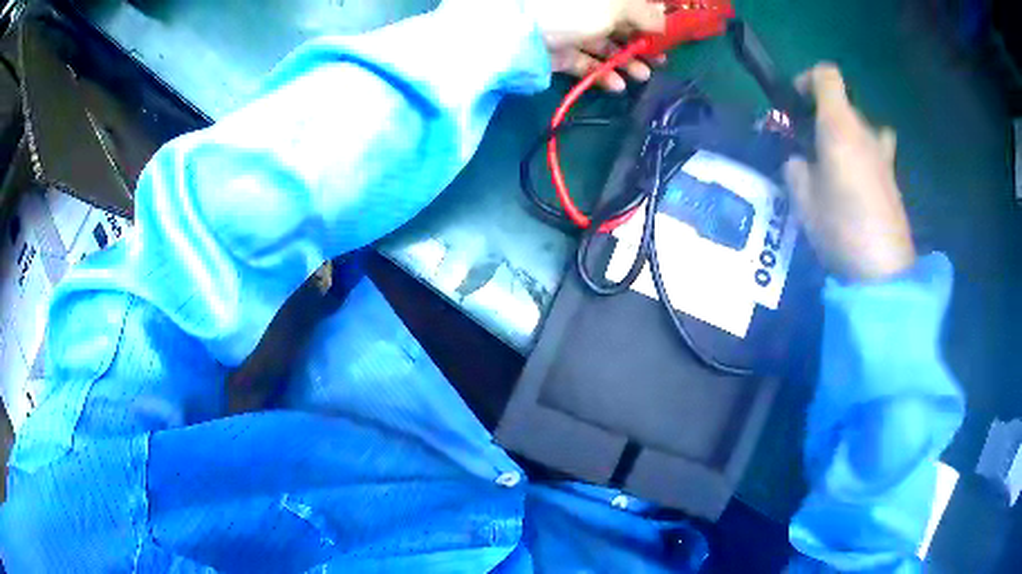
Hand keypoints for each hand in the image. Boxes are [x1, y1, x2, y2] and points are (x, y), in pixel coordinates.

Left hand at [524, 0, 666, 91]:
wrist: (522, 30)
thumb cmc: (577, 8)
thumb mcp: (618, 5)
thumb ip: (645, 15)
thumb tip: (663, 22)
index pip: (631, 6)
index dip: (651, 20)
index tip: (668, 38)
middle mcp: (588, 9)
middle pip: (621, 27)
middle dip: (643, 44)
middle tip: (661, 62)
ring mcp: (572, 31)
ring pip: (605, 47)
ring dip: (627, 63)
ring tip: (644, 77)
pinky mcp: (560, 54)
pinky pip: (586, 64)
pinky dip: (603, 75)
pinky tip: (618, 86)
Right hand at [784, 64, 916, 281]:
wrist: (885, 271)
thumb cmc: (841, 228)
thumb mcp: (802, 199)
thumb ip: (794, 167)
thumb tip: (798, 160)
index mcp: (839, 126)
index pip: (827, 75)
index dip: (808, 80)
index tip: (797, 104)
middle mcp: (864, 132)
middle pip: (843, 104)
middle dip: (822, 116)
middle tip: (808, 147)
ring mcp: (883, 156)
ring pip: (861, 128)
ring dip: (846, 136)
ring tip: (835, 165)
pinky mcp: (892, 179)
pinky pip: (875, 152)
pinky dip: (862, 156)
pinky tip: (855, 187)